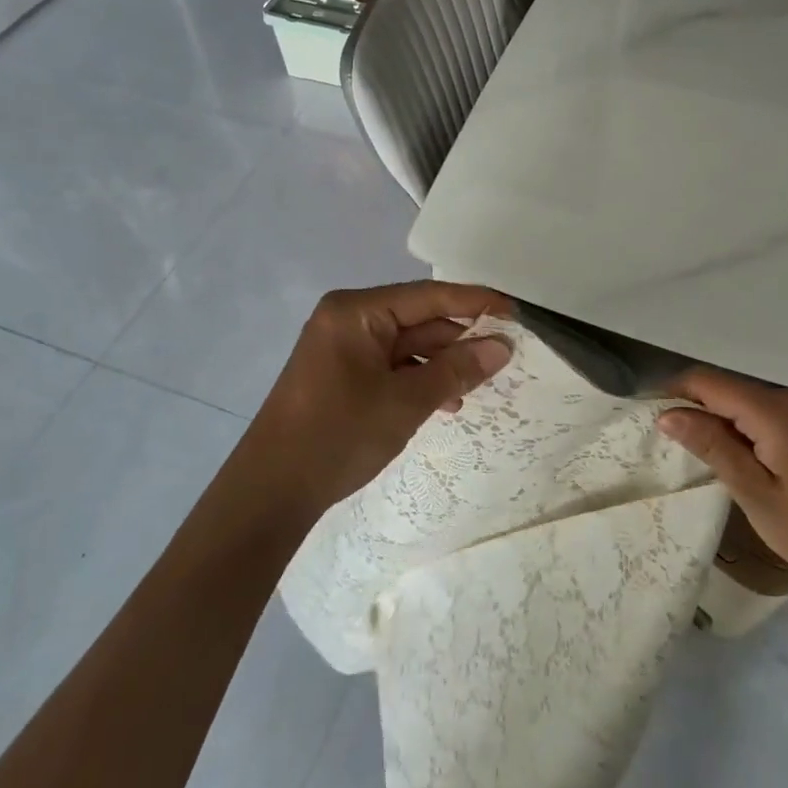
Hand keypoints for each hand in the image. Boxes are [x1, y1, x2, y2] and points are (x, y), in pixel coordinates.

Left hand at [225, 282, 513, 526]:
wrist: (272, 490)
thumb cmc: (340, 435)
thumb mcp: (406, 401)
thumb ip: (457, 369)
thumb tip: (502, 346)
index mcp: (356, 312)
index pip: (428, 296)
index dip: (475, 303)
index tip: (515, 313)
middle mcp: (348, 320)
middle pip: (418, 320)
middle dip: (459, 341)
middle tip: (504, 358)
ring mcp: (342, 349)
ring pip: (407, 347)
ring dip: (441, 366)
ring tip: (476, 389)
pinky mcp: (342, 375)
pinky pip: (391, 367)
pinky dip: (418, 381)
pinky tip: (445, 403)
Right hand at [656, 368, 787, 599]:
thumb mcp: (756, 494)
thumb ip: (712, 446)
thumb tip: (668, 413)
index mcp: (777, 411)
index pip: (709, 382)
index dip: (675, 391)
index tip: (650, 413)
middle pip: (732, 390)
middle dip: (701, 410)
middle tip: (679, 448)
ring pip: (755, 403)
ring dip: (729, 421)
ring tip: (713, 459)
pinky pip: (779, 414)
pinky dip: (756, 428)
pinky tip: (755, 462)